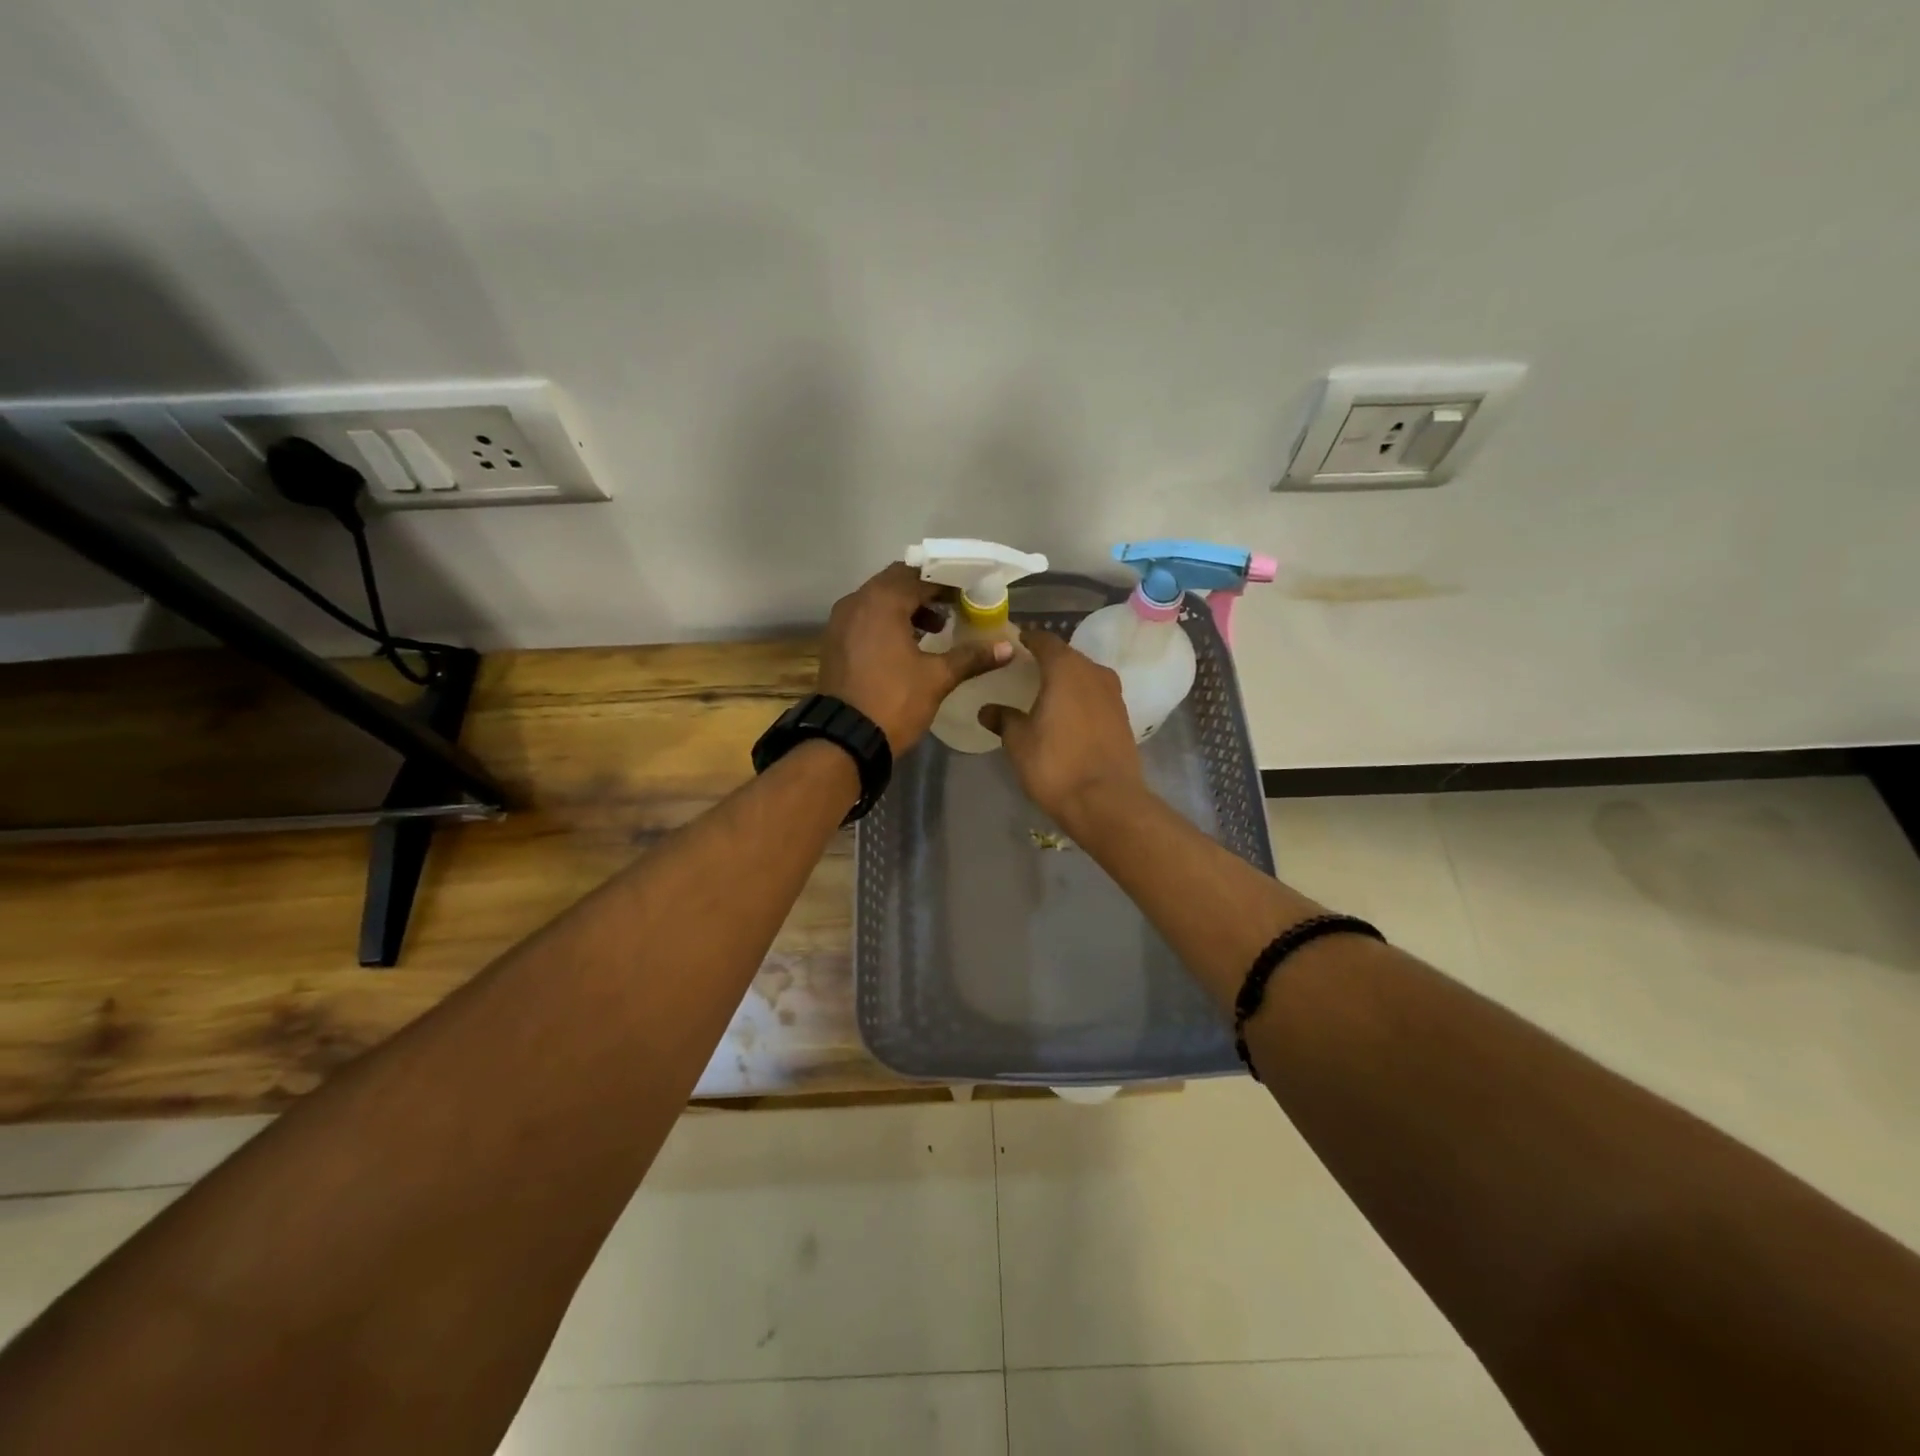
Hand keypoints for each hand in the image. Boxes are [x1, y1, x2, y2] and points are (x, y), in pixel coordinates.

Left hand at [817, 562, 1012, 752]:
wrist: (844, 739)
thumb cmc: (894, 701)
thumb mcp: (937, 678)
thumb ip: (971, 657)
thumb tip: (1007, 647)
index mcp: (882, 601)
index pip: (921, 577)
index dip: (948, 583)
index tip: (971, 593)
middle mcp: (857, 601)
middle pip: (897, 582)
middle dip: (927, 591)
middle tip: (956, 606)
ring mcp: (841, 621)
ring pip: (879, 600)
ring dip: (907, 607)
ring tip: (937, 627)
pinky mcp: (835, 641)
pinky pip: (866, 618)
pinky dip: (888, 621)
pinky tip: (909, 643)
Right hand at [980, 629, 1144, 826]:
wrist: (1106, 801)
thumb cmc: (1056, 764)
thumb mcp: (1019, 742)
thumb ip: (1004, 720)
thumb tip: (987, 710)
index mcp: (1065, 669)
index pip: (1044, 640)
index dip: (1028, 640)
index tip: (1014, 644)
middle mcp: (1094, 672)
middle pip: (1067, 656)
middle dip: (1047, 660)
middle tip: (1025, 670)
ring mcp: (1113, 695)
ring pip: (1085, 676)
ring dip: (1066, 680)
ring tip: (1045, 693)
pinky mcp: (1123, 717)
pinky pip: (1096, 696)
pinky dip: (1080, 698)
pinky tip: (1067, 715)